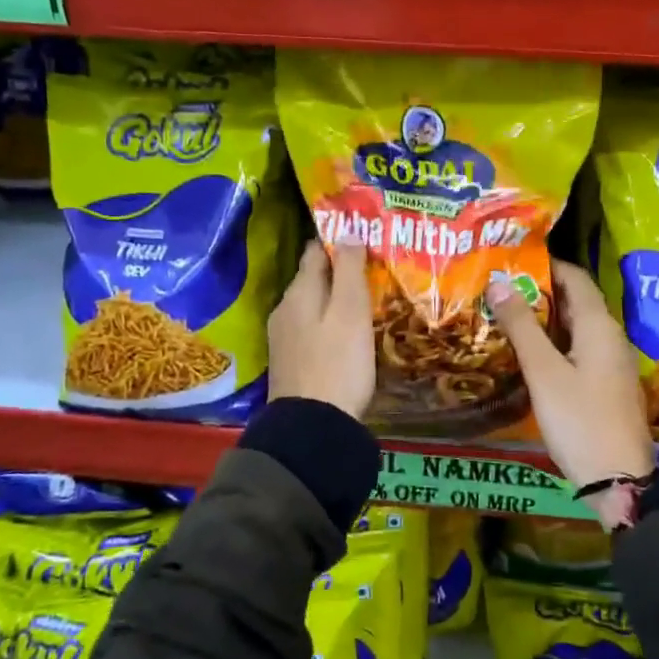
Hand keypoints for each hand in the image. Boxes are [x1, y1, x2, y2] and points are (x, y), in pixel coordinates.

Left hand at [267, 240, 375, 418]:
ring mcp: (284, 337)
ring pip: (313, 304)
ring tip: (367, 297)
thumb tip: (347, 231)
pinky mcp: (291, 361)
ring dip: (336, 298)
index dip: (339, 240)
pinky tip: (349, 331)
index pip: (315, 251)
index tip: (365, 235)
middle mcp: (285, 309)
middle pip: (313, 278)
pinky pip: (312, 328)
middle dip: (340, 270)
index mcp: (299, 292)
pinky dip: (330, 321)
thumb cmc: (338, 363)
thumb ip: (348, 270)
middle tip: (374, 267)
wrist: (312, 427)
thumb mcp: (350, 312)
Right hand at [487, 260, 655, 528]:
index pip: (575, 277)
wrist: (619, 480)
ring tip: (506, 317)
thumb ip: (522, 327)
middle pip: (576, 301)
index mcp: (598, 325)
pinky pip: (579, 350)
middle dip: (539, 292)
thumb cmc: (580, 420)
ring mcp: (611, 362)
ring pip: (576, 328)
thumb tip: (499, 282)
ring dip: (545, 319)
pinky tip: (529, 355)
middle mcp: (610, 336)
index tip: (510, 261)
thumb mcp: (544, 372)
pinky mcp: (607, 384)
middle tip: (499, 290)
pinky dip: (554, 343)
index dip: (545, 265)